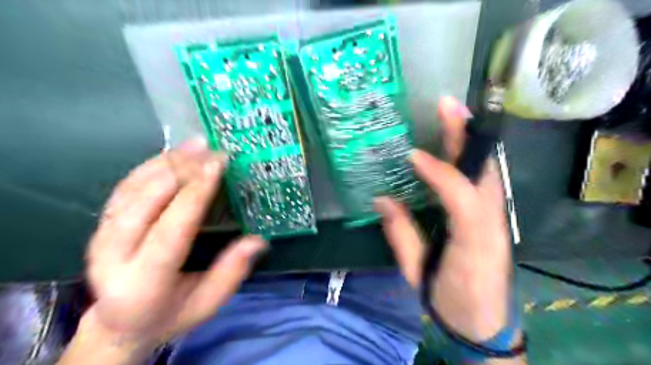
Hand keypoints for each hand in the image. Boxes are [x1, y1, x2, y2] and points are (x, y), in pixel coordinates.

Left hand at [82, 139, 266, 346]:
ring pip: (134, 187)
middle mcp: (113, 255)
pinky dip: (152, 165)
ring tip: (198, 145)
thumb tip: (258, 240)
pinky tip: (175, 154)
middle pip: (146, 200)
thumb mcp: (208, 302)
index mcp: (144, 281)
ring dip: (168, 161)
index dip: (196, 193)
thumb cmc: (173, 313)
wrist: (121, 322)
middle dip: (182, 169)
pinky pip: (126, 185)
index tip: (218, 163)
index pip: (172, 229)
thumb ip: (232, 272)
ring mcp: (101, 236)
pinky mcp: (102, 224)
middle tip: (213, 151)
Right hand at [377, 97, 513, 341]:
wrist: (484, 322)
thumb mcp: (417, 272)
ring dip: (468, 140)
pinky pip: (482, 178)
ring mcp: (496, 217)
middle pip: (482, 171)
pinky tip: (455, 143)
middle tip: (446, 106)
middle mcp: (492, 222)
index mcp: (472, 241)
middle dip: (464, 136)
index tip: (411, 155)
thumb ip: (401, 234)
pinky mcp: (493, 215)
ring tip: (450, 114)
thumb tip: (381, 199)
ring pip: (486, 169)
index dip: (438, 172)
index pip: (460, 196)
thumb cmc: (449, 299)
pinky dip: (469, 157)